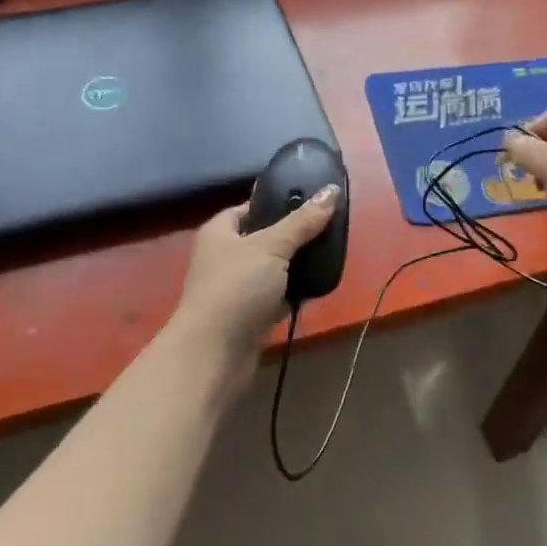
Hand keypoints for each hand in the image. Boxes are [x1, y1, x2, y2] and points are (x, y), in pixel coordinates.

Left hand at [169, 187, 340, 394]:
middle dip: (293, 235)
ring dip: (295, 266)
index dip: (276, 203)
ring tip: (330, 253)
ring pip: (272, 269)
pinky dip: (294, 293)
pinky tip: (319, 286)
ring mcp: (235, 288)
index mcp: (219, 231)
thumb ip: (303, 221)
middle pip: (264, 238)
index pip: (249, 208)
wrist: (214, 355)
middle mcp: (224, 257)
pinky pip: (276, 296)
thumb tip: (332, 190)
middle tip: (328, 227)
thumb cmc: (236, 287)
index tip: (310, 201)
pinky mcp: (248, 316)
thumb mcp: (272, 246)